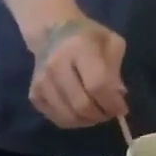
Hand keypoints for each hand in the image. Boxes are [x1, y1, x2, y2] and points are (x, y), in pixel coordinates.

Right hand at [27, 15, 126, 131]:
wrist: (52, 34)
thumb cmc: (87, 37)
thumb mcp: (110, 43)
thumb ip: (115, 70)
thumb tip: (117, 97)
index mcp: (79, 47)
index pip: (97, 84)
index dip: (111, 101)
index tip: (121, 109)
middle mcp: (56, 66)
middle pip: (81, 104)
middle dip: (99, 114)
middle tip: (108, 114)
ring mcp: (42, 83)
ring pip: (68, 116)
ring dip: (86, 121)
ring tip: (96, 115)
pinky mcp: (34, 95)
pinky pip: (56, 118)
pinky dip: (72, 121)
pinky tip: (80, 113)